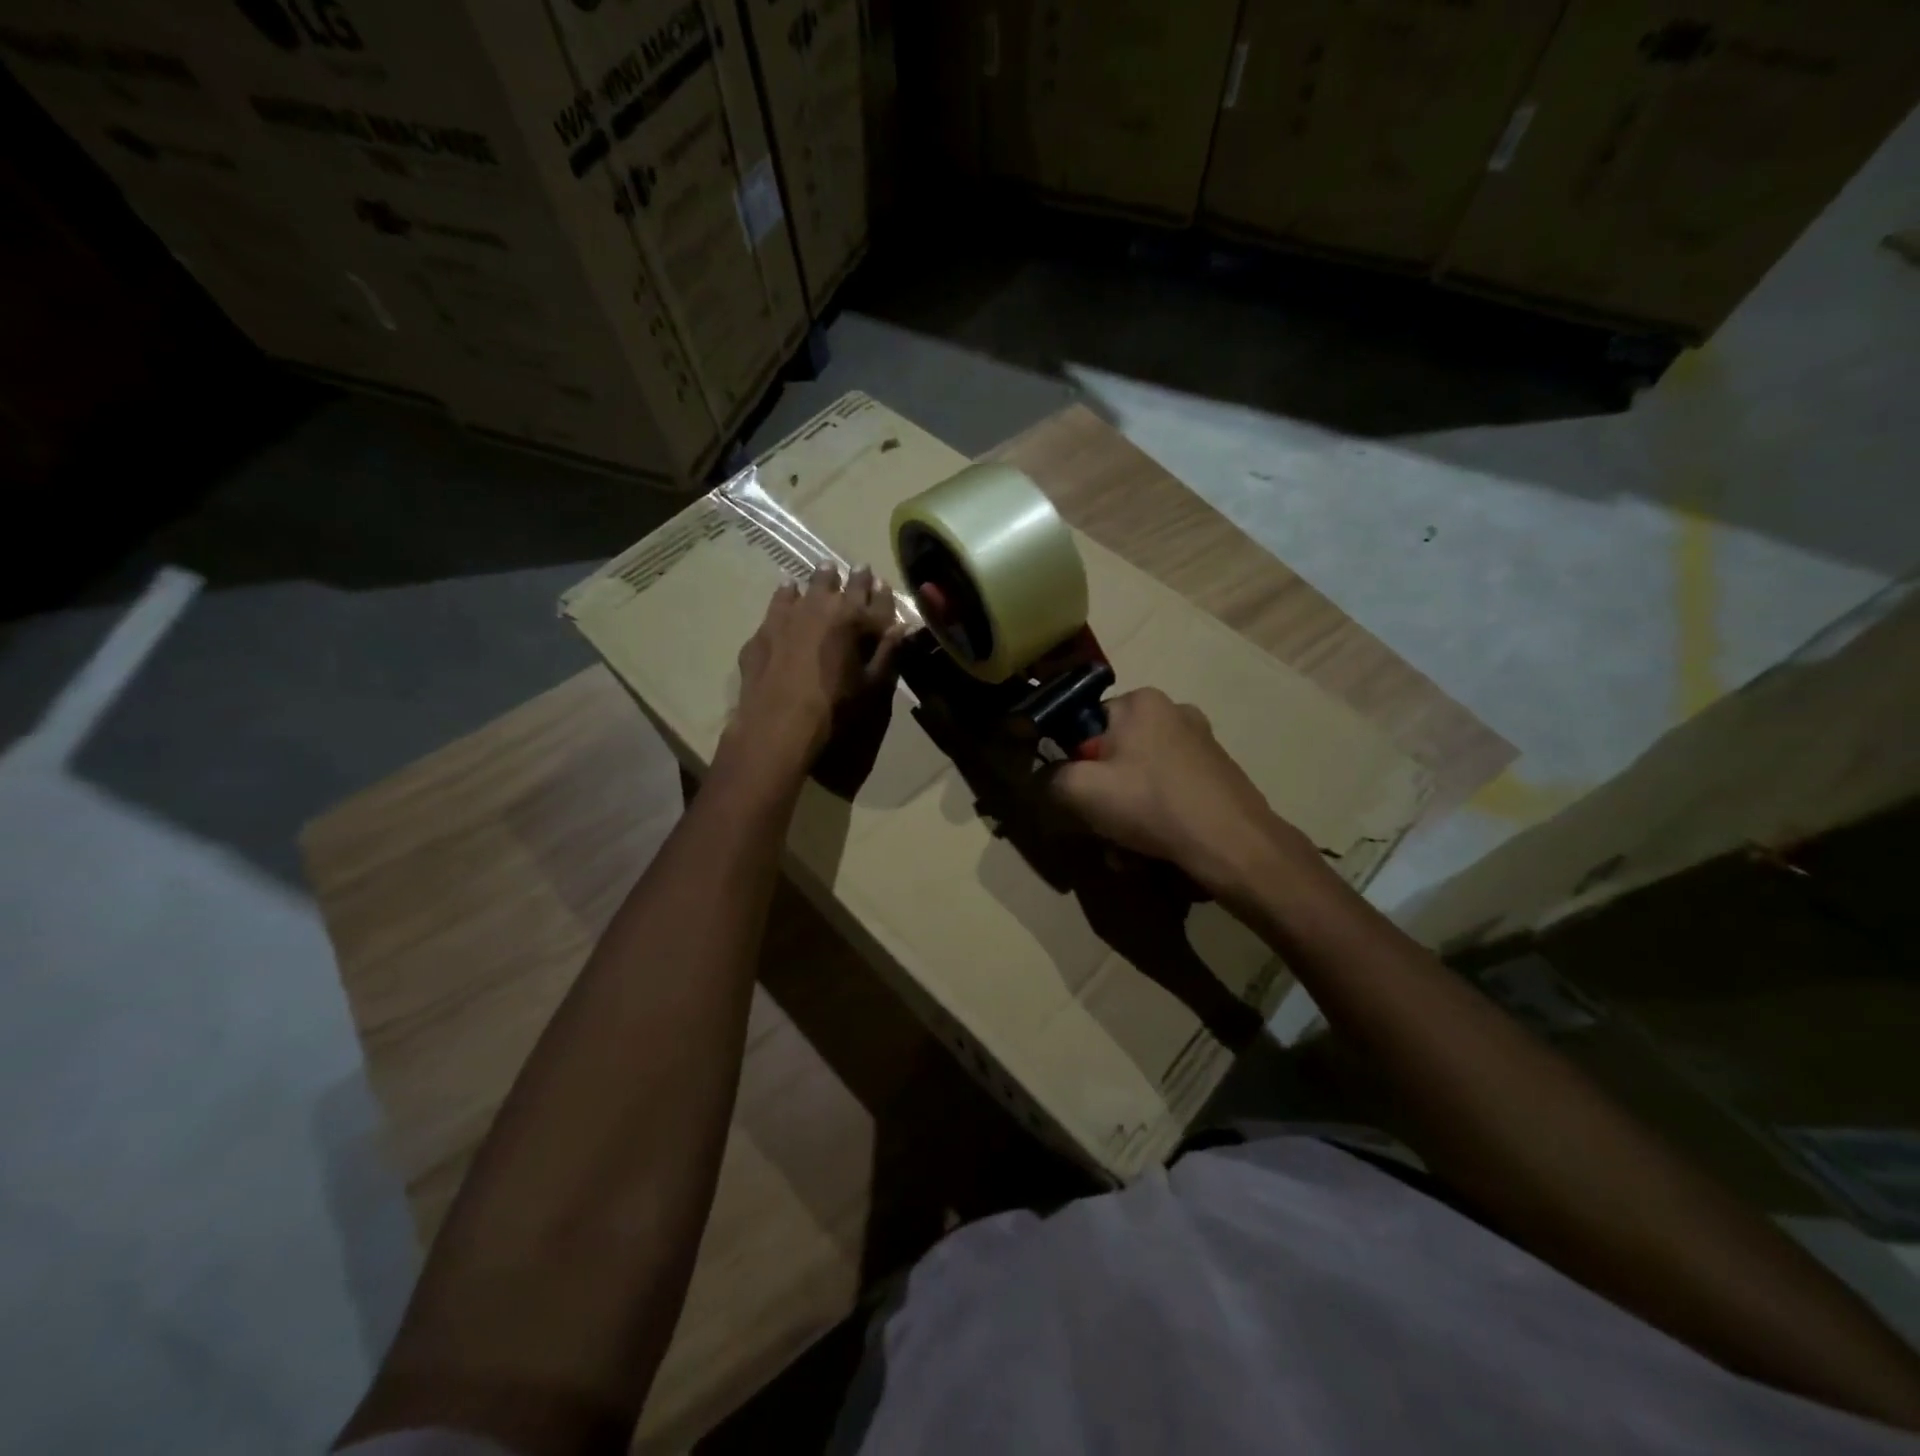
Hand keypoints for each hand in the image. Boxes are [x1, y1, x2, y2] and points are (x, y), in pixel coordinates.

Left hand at [731, 565, 905, 767]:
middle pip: (839, 584)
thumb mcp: (874, 687)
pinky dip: (787, 594)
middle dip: (851, 578)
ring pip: (807, 587)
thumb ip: (888, 653)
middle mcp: (822, 608)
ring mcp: (788, 616)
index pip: (875, 597)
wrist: (778, 728)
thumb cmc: (836, 711)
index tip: (881, 582)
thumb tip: (902, 627)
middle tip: (857, 569)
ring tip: (824, 571)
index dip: (881, 591)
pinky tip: (787, 590)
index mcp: (855, 621)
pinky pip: (779, 602)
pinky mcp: (764, 632)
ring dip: (819, 580)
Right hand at [1048, 688, 1318, 901]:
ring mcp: (1202, 743)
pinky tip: (1155, 849)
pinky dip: (1156, 817)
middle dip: (1102, 796)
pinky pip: (1170, 791)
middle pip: (1114, 755)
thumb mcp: (1080, 791)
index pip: (1085, 724)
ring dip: (1126, 813)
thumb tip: (1044, 779)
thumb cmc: (1151, 805)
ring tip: (1128, 851)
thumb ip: (1049, 778)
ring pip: (1141, 778)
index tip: (1078, 794)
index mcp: (1141, 702)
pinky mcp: (1219, 774)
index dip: (1074, 762)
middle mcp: (1174, 712)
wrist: (1234, 846)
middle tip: (1101, 829)